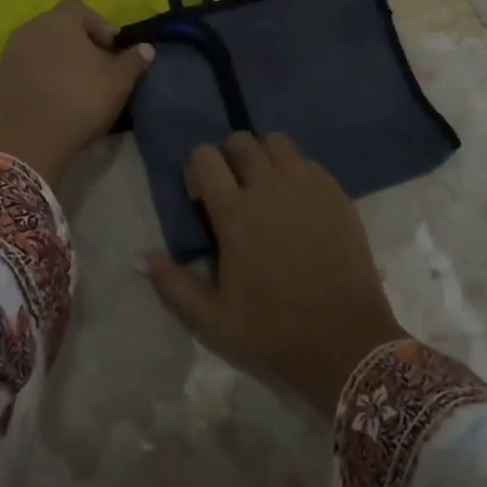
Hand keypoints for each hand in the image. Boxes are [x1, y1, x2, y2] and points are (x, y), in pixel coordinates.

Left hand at [0, 0, 153, 186]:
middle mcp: (30, 28)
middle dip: (80, 42)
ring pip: (42, 47)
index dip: (100, 26)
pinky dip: (42, 75)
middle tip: (97, 68)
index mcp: (59, 21)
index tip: (112, 50)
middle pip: (59, 27)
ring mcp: (10, 53)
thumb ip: (133, 60)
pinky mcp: (0, 78)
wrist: (29, 141)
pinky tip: (55, 97)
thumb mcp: (118, 81)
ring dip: (59, 59)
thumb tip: (146, 48)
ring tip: (76, 84)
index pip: (80, 9)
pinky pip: (27, 67)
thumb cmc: (80, 100)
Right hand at [141, 132, 406, 414]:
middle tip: (233, 191)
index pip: (204, 156)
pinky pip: (308, 162)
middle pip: (240, 140)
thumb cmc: (273, 334)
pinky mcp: (336, 193)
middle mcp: (270, 186)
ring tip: (267, 189)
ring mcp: (307, 185)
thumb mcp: (212, 322)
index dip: (197, 170)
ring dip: (264, 156)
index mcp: (235, 213)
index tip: (202, 198)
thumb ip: (172, 285)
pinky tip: (299, 205)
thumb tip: (139, 257)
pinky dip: (296, 172)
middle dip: (229, 158)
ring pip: (277, 142)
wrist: (347, 345)